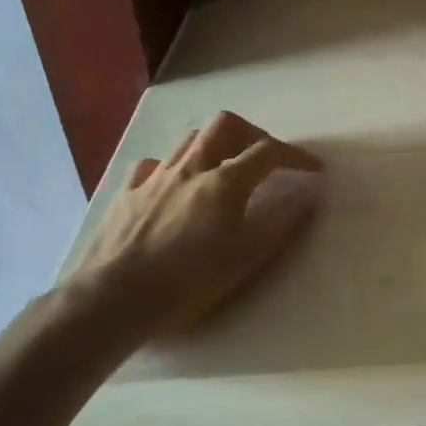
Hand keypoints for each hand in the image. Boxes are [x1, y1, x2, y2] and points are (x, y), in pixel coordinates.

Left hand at [63, 113, 322, 349]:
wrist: (111, 300)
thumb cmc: (188, 281)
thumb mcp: (247, 258)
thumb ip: (282, 222)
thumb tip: (309, 193)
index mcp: (224, 181)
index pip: (269, 151)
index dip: (297, 155)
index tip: (314, 169)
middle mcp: (191, 168)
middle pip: (226, 125)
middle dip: (253, 134)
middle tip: (265, 158)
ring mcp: (154, 178)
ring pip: (190, 140)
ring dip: (215, 145)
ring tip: (224, 169)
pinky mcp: (127, 194)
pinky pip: (154, 166)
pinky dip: (174, 168)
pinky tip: (176, 188)